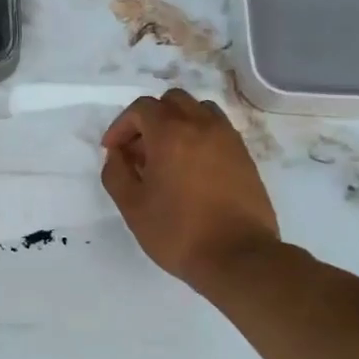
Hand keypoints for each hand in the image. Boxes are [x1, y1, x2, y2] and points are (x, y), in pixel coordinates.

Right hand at [101, 89, 280, 288]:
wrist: (238, 256)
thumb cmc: (178, 232)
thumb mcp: (132, 206)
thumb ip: (116, 173)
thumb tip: (117, 154)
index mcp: (171, 133)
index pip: (141, 108)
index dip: (121, 126)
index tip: (113, 151)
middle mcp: (202, 125)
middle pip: (172, 101)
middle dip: (150, 120)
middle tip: (139, 152)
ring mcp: (228, 138)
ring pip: (199, 110)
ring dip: (178, 123)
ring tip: (167, 155)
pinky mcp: (244, 156)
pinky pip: (217, 130)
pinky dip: (199, 136)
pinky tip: (191, 169)